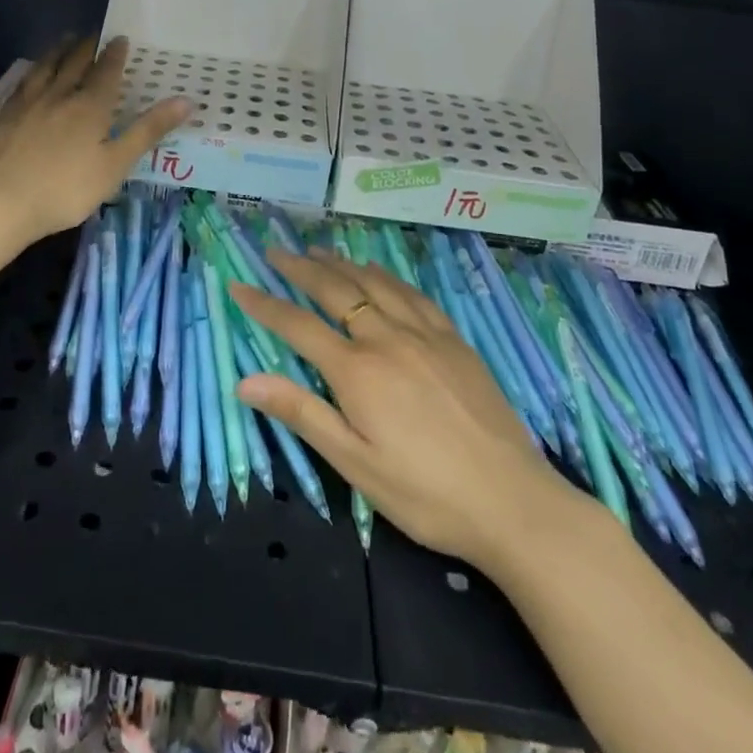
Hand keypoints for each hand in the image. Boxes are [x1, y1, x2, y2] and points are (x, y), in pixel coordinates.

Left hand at [0, 36, 187, 243]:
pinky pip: (24, 83)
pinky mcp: (5, 116)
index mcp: (90, 106)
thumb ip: (148, 130)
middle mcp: (60, 95)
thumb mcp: (116, 164)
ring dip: (59, 51)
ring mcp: (29, 104)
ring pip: (46, 68)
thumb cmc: (67, 189)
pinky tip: (32, 74)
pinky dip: (34, 71)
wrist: (2, 202)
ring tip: (66, 40)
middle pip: (75, 63)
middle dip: (87, 47)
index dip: (115, 54)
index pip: (106, 72)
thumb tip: (186, 100)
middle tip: (94, 33)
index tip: (120, 38)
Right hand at [230, 250, 579, 571]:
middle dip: (300, 268)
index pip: (298, 325)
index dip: (264, 304)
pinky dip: (386, 276)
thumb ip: (302, 415)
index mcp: (358, 371)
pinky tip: (380, 273)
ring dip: (342, 263)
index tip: (239, 285)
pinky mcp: (455, 341)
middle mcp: (387, 339)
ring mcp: (425, 335)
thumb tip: (245, 381)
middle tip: (276, 251)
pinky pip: (413, 294)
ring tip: (319, 251)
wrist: (514, 502)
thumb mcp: (355, 464)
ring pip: (375, 283)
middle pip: (336, 290)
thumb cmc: (425, 494)